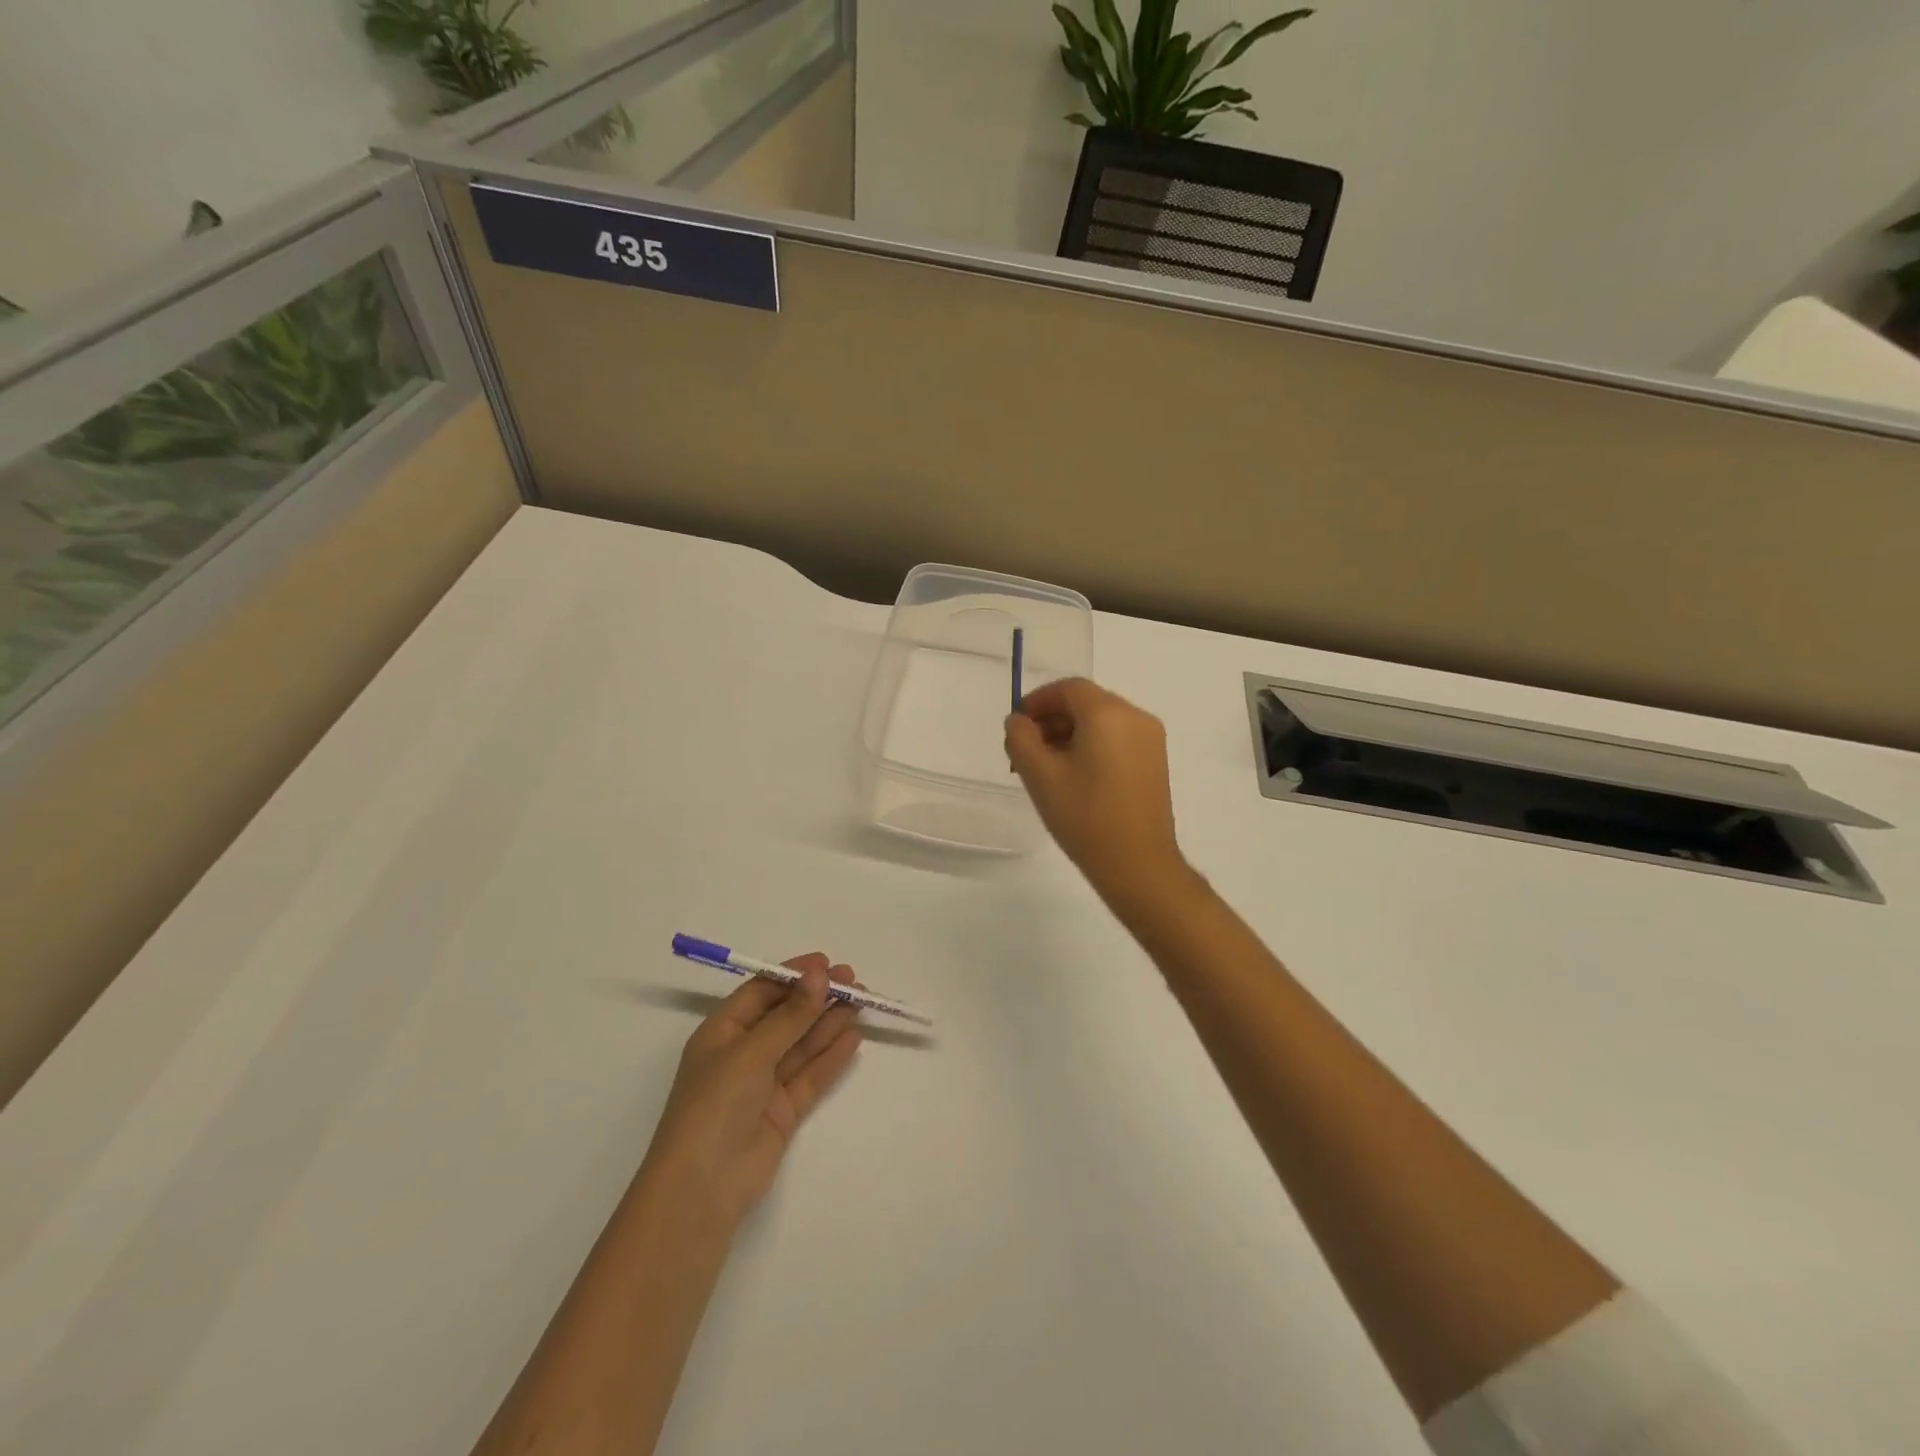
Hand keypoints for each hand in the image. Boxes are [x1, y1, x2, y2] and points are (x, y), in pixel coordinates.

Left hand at [641, 955, 862, 1228]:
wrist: (702, 1190)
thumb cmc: (715, 1105)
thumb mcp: (751, 1052)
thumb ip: (791, 1016)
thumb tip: (820, 976)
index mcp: (722, 1032)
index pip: (761, 992)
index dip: (793, 976)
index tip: (826, 964)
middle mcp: (742, 1053)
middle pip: (786, 1016)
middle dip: (817, 997)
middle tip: (853, 981)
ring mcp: (763, 1084)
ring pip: (802, 1044)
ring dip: (829, 1022)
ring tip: (861, 1002)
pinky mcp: (782, 1111)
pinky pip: (810, 1075)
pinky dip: (832, 1056)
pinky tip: (854, 1037)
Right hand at [1005, 678, 1189, 906]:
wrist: (1138, 865)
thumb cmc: (1085, 817)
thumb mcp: (1040, 776)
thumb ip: (1021, 738)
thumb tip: (1018, 721)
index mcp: (1108, 713)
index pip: (1068, 689)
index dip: (1038, 701)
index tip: (1017, 724)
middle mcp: (1135, 716)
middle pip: (1086, 702)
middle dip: (1052, 719)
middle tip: (1026, 750)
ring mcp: (1150, 739)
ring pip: (1102, 721)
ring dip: (1070, 733)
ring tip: (1046, 766)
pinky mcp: (1155, 761)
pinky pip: (1117, 738)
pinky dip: (1092, 745)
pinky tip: (1075, 776)